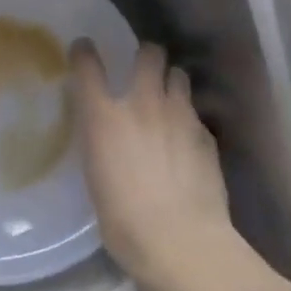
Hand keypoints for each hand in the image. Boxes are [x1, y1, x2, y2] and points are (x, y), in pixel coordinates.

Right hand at [70, 40, 235, 290]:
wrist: (180, 241)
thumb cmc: (123, 220)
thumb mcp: (95, 176)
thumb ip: (100, 142)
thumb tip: (105, 132)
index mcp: (102, 116)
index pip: (87, 65)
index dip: (84, 52)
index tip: (84, 49)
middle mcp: (142, 104)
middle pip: (149, 54)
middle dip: (146, 56)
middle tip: (143, 69)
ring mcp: (179, 115)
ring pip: (179, 75)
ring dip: (171, 81)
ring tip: (168, 99)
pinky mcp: (206, 135)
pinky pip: (195, 113)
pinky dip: (188, 118)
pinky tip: (187, 140)